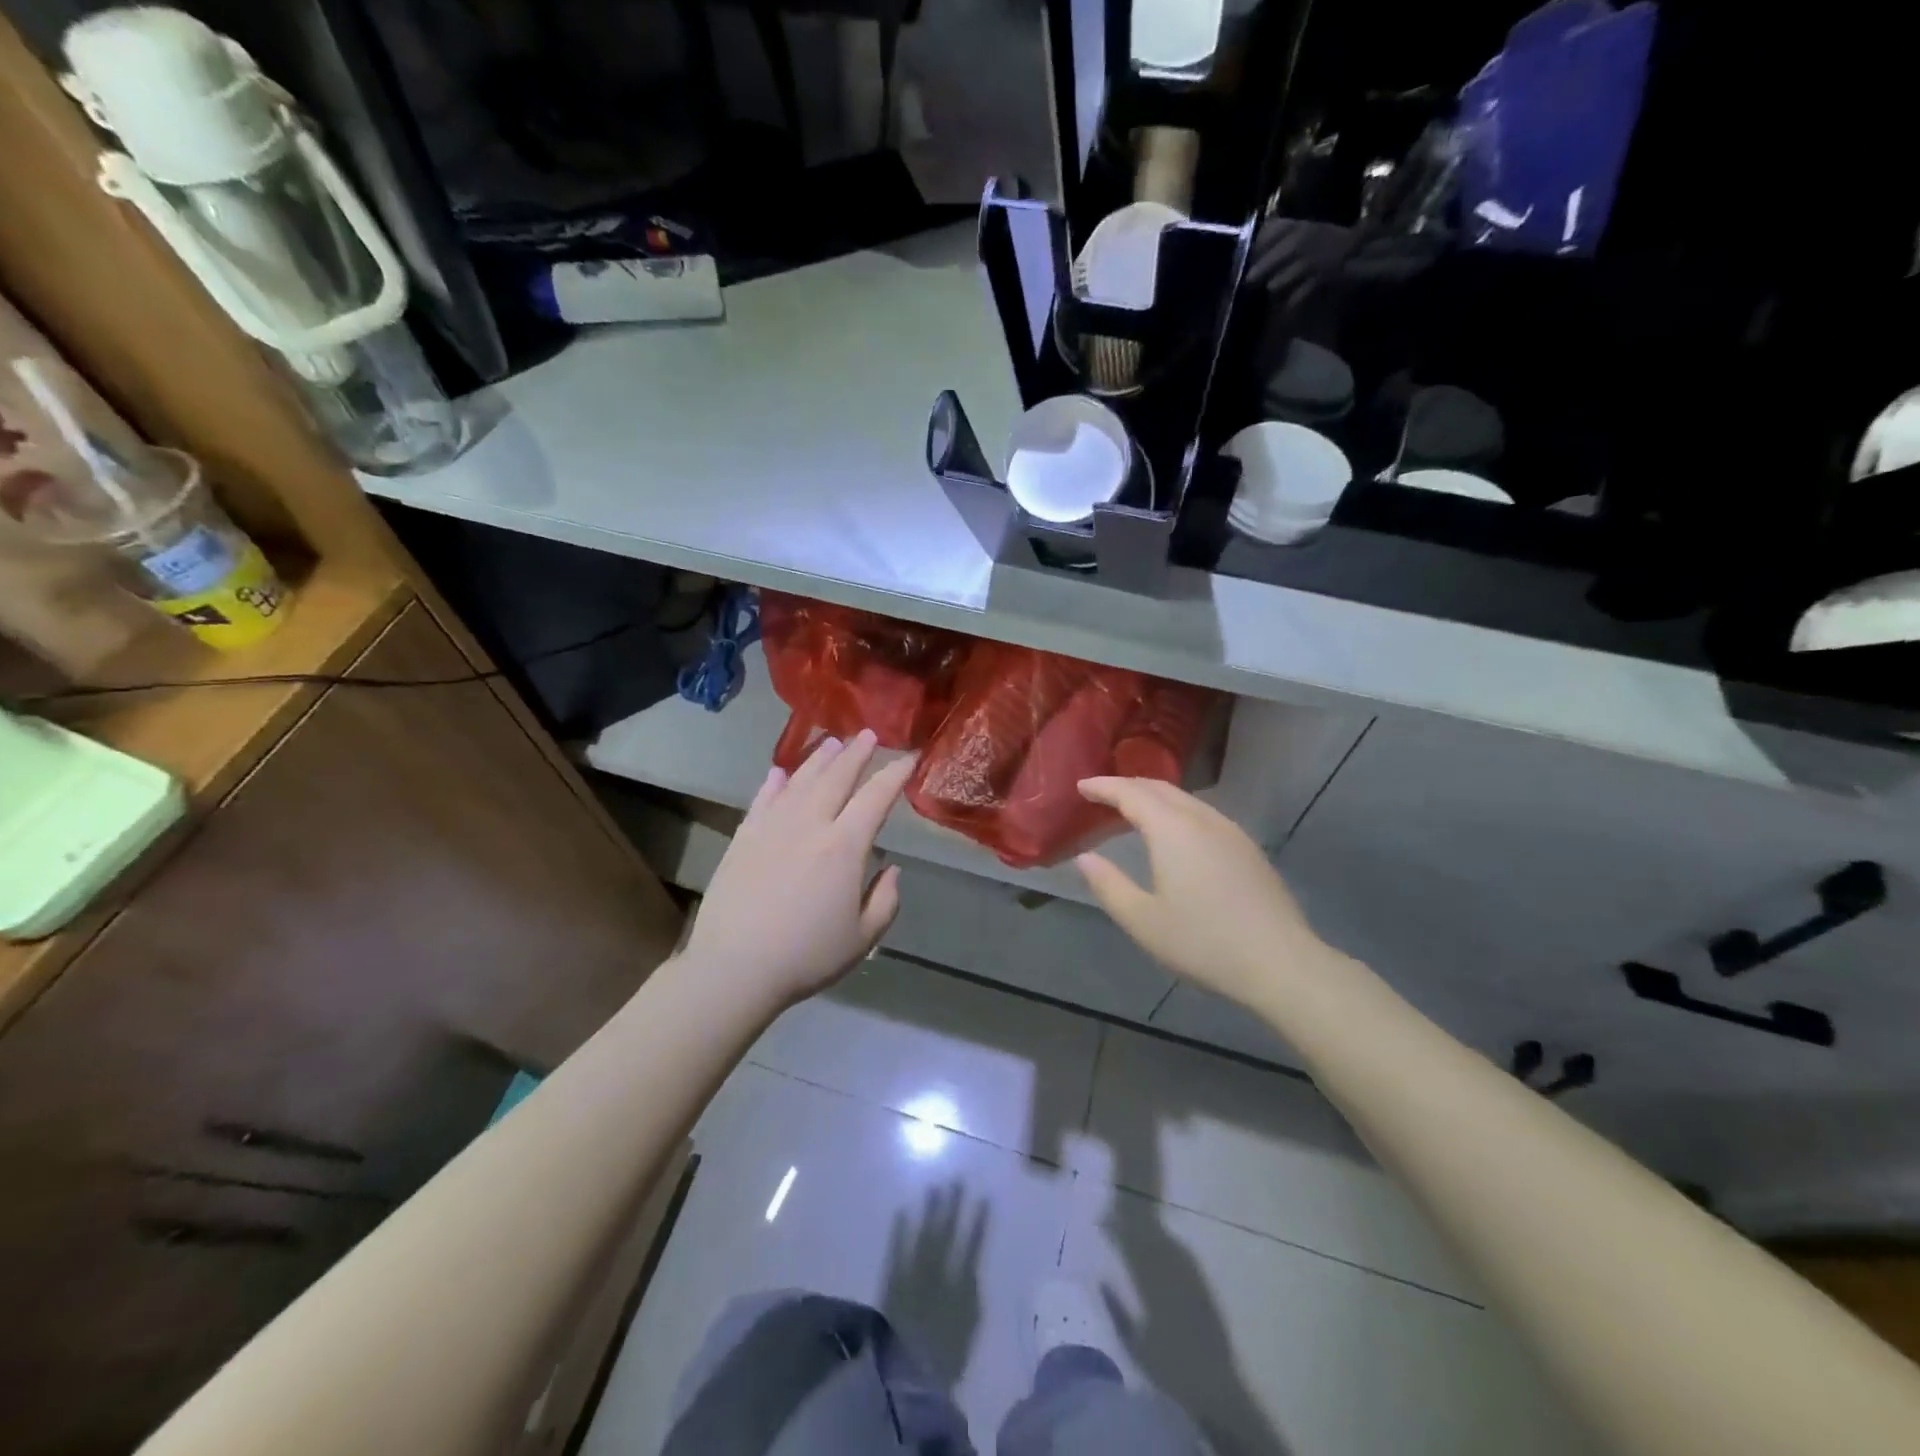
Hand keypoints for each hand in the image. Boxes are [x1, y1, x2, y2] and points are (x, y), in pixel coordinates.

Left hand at [685, 730, 912, 1008]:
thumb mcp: (863, 938)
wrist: (735, 968)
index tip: (909, 758)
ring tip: (832, 743)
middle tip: (869, 735)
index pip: (876, 798)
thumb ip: (885, 900)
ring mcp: (772, 827)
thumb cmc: (806, 956)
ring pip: (801, 781)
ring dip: (819, 759)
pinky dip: (774, 784)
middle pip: (837, 777)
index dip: (895, 775)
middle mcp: (810, 825)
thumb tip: (891, 869)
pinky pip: (762, 800)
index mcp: (844, 847)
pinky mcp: (744, 837)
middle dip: (856, 753)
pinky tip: (780, 773)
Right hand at [1075, 777, 1335, 1010]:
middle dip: (1128, 786)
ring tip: (1132, 811)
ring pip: (1185, 800)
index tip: (1081, 786)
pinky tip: (1174, 834)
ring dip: (1154, 797)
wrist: (1280, 962)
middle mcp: (1202, 819)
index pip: (1131, 793)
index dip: (1103, 787)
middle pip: (1160, 788)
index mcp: (1172, 830)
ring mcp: (1230, 831)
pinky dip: (1176, 811)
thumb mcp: (1142, 920)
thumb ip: (1108, 885)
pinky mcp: (1247, 848)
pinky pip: (1202, 814)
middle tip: (1101, 794)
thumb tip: (1085, 858)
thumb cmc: (1203, 942)